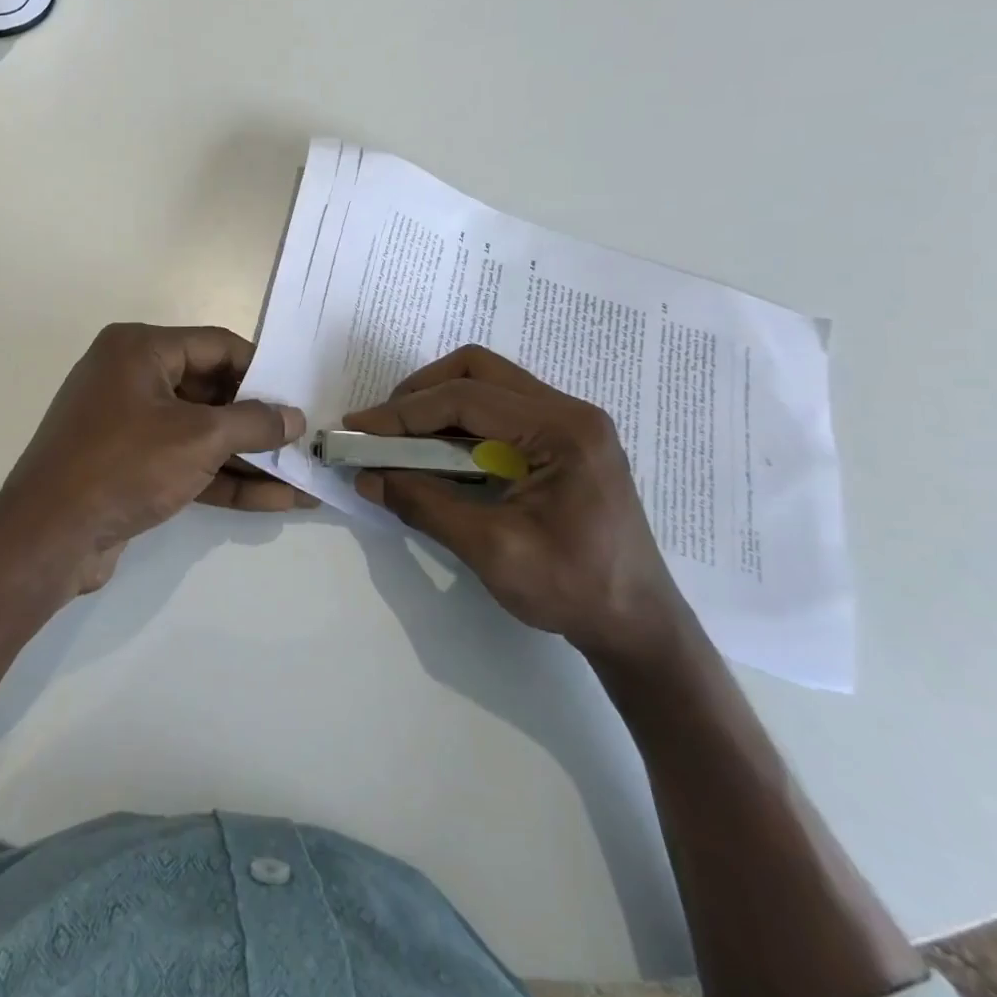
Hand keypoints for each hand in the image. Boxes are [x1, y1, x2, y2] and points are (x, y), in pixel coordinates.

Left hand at [0, 323, 311, 592]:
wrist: (48, 537)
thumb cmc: (124, 465)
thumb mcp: (198, 438)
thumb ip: (253, 423)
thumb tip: (293, 418)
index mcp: (139, 349)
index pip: (216, 346)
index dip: (261, 370)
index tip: (299, 395)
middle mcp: (131, 377)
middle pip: (210, 390)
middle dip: (258, 420)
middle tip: (304, 438)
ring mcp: (129, 424)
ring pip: (201, 432)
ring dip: (248, 456)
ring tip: (301, 475)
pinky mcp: (130, 466)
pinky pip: (185, 462)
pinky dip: (223, 479)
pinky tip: (274, 500)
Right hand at [346, 345, 685, 664]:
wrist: (639, 626)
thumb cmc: (574, 590)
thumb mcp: (491, 550)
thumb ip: (425, 506)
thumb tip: (367, 478)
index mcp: (562, 430)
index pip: (466, 398)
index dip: (403, 412)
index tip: (357, 429)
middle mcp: (569, 411)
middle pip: (477, 371)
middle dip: (420, 394)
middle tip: (382, 429)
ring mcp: (569, 423)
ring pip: (486, 383)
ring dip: (437, 404)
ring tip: (401, 440)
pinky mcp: (562, 440)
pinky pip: (499, 409)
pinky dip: (458, 421)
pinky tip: (437, 452)